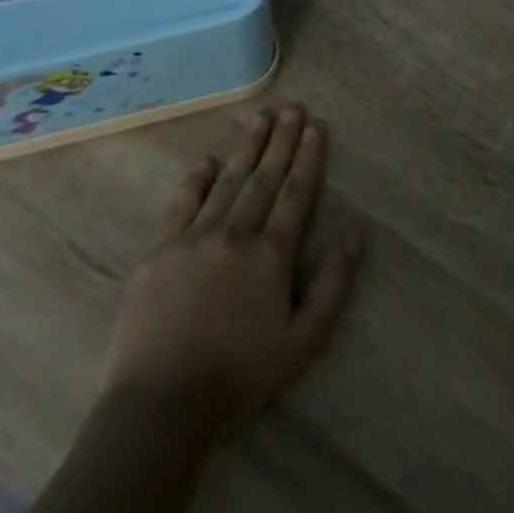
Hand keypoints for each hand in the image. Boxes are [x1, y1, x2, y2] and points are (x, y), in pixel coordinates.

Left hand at [104, 105, 362, 432]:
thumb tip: (356, 236)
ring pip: (227, 183)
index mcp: (271, 255)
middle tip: (292, 108)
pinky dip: (196, 179)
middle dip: (281, 141)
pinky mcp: (158, 252)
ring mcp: (193, 239)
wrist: (160, 404)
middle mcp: (235, 235)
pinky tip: (207, 160)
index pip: (296, 194)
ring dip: (246, 149)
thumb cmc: (240, 376)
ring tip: (259, 119)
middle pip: (264, 179)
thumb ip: (333, 286)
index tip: (315, 127)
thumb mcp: (304, 342)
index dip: (308, 159)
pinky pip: (181, 204)